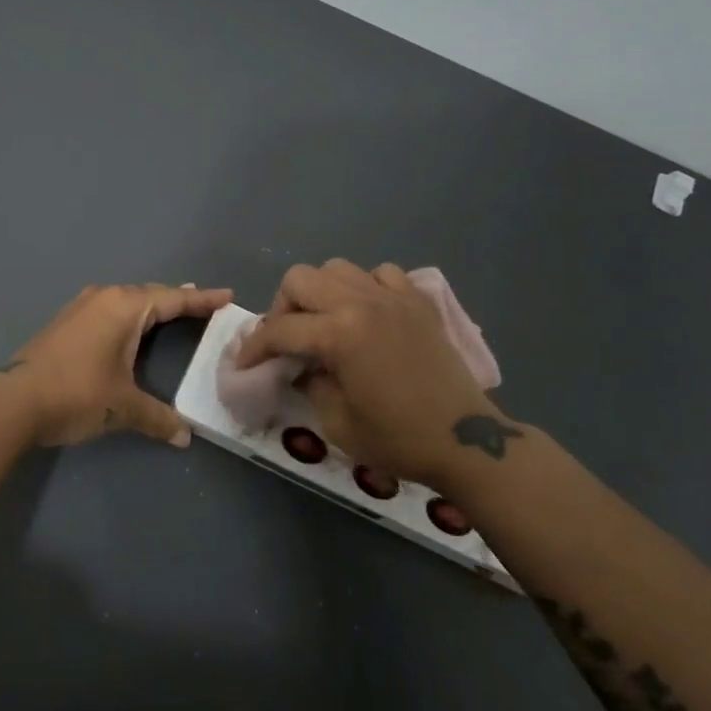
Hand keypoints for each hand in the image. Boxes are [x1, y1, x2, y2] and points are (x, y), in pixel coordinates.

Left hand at [7, 282, 232, 447]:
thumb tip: (184, 437)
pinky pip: (109, 309)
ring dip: (150, 305)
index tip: (226, 296)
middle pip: (149, 294)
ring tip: (170, 310)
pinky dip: (128, 314)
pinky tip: (128, 327)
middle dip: (177, 300)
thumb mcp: (123, 406)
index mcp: (124, 308)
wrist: (14, 400)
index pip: (172, 300)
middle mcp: (104, 298)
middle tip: (202, 304)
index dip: (202, 300)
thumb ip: (157, 418)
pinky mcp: (65, 322)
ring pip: (126, 300)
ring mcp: (81, 307)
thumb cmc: (77, 394)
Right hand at [235, 260, 517, 485]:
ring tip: (324, 323)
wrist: (465, 442)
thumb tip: (297, 366)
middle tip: (287, 339)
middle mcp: (362, 302)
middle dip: (283, 307)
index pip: (280, 329)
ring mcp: (393, 296)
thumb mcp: (337, 421)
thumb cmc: (398, 439)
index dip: (255, 347)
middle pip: (301, 279)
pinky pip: (381, 274)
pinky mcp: (418, 301)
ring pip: (338, 268)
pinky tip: (366, 314)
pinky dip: (364, 287)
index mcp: (340, 334)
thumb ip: (309, 383)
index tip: (245, 364)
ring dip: (320, 292)